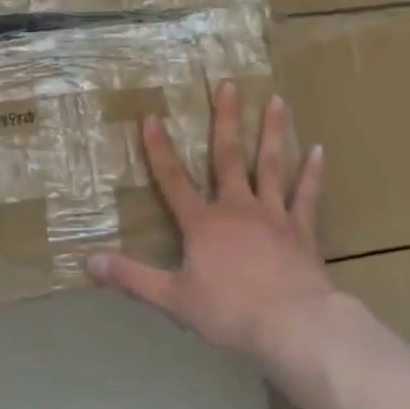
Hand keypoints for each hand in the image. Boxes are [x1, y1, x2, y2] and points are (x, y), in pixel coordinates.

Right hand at [88, 81, 331, 358]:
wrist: (290, 324)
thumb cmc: (228, 311)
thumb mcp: (173, 298)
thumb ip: (133, 278)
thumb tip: (90, 262)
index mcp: (203, 223)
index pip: (174, 180)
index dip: (160, 149)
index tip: (153, 117)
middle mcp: (237, 208)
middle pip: (228, 157)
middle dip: (226, 120)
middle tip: (228, 84)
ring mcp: (273, 215)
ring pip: (271, 165)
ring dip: (273, 132)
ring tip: (277, 100)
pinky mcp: (301, 229)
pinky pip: (306, 195)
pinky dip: (312, 173)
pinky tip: (319, 150)